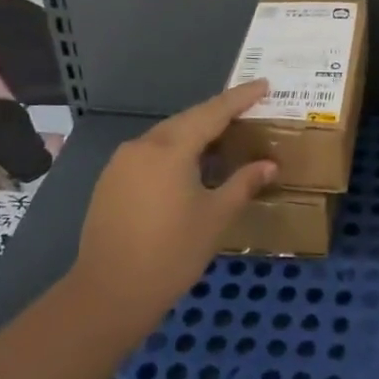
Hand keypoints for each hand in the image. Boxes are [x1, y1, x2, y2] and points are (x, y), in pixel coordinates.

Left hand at [64, 81, 277, 341]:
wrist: (109, 294)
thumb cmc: (171, 253)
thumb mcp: (216, 217)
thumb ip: (243, 183)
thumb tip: (269, 165)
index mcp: (171, 149)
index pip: (214, 112)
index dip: (241, 98)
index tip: (263, 84)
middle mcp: (143, 146)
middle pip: (188, 119)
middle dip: (218, 113)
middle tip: (248, 110)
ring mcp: (122, 163)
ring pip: (167, 136)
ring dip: (195, 133)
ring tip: (223, 138)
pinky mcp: (110, 182)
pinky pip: (150, 154)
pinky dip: (175, 151)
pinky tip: (190, 166)